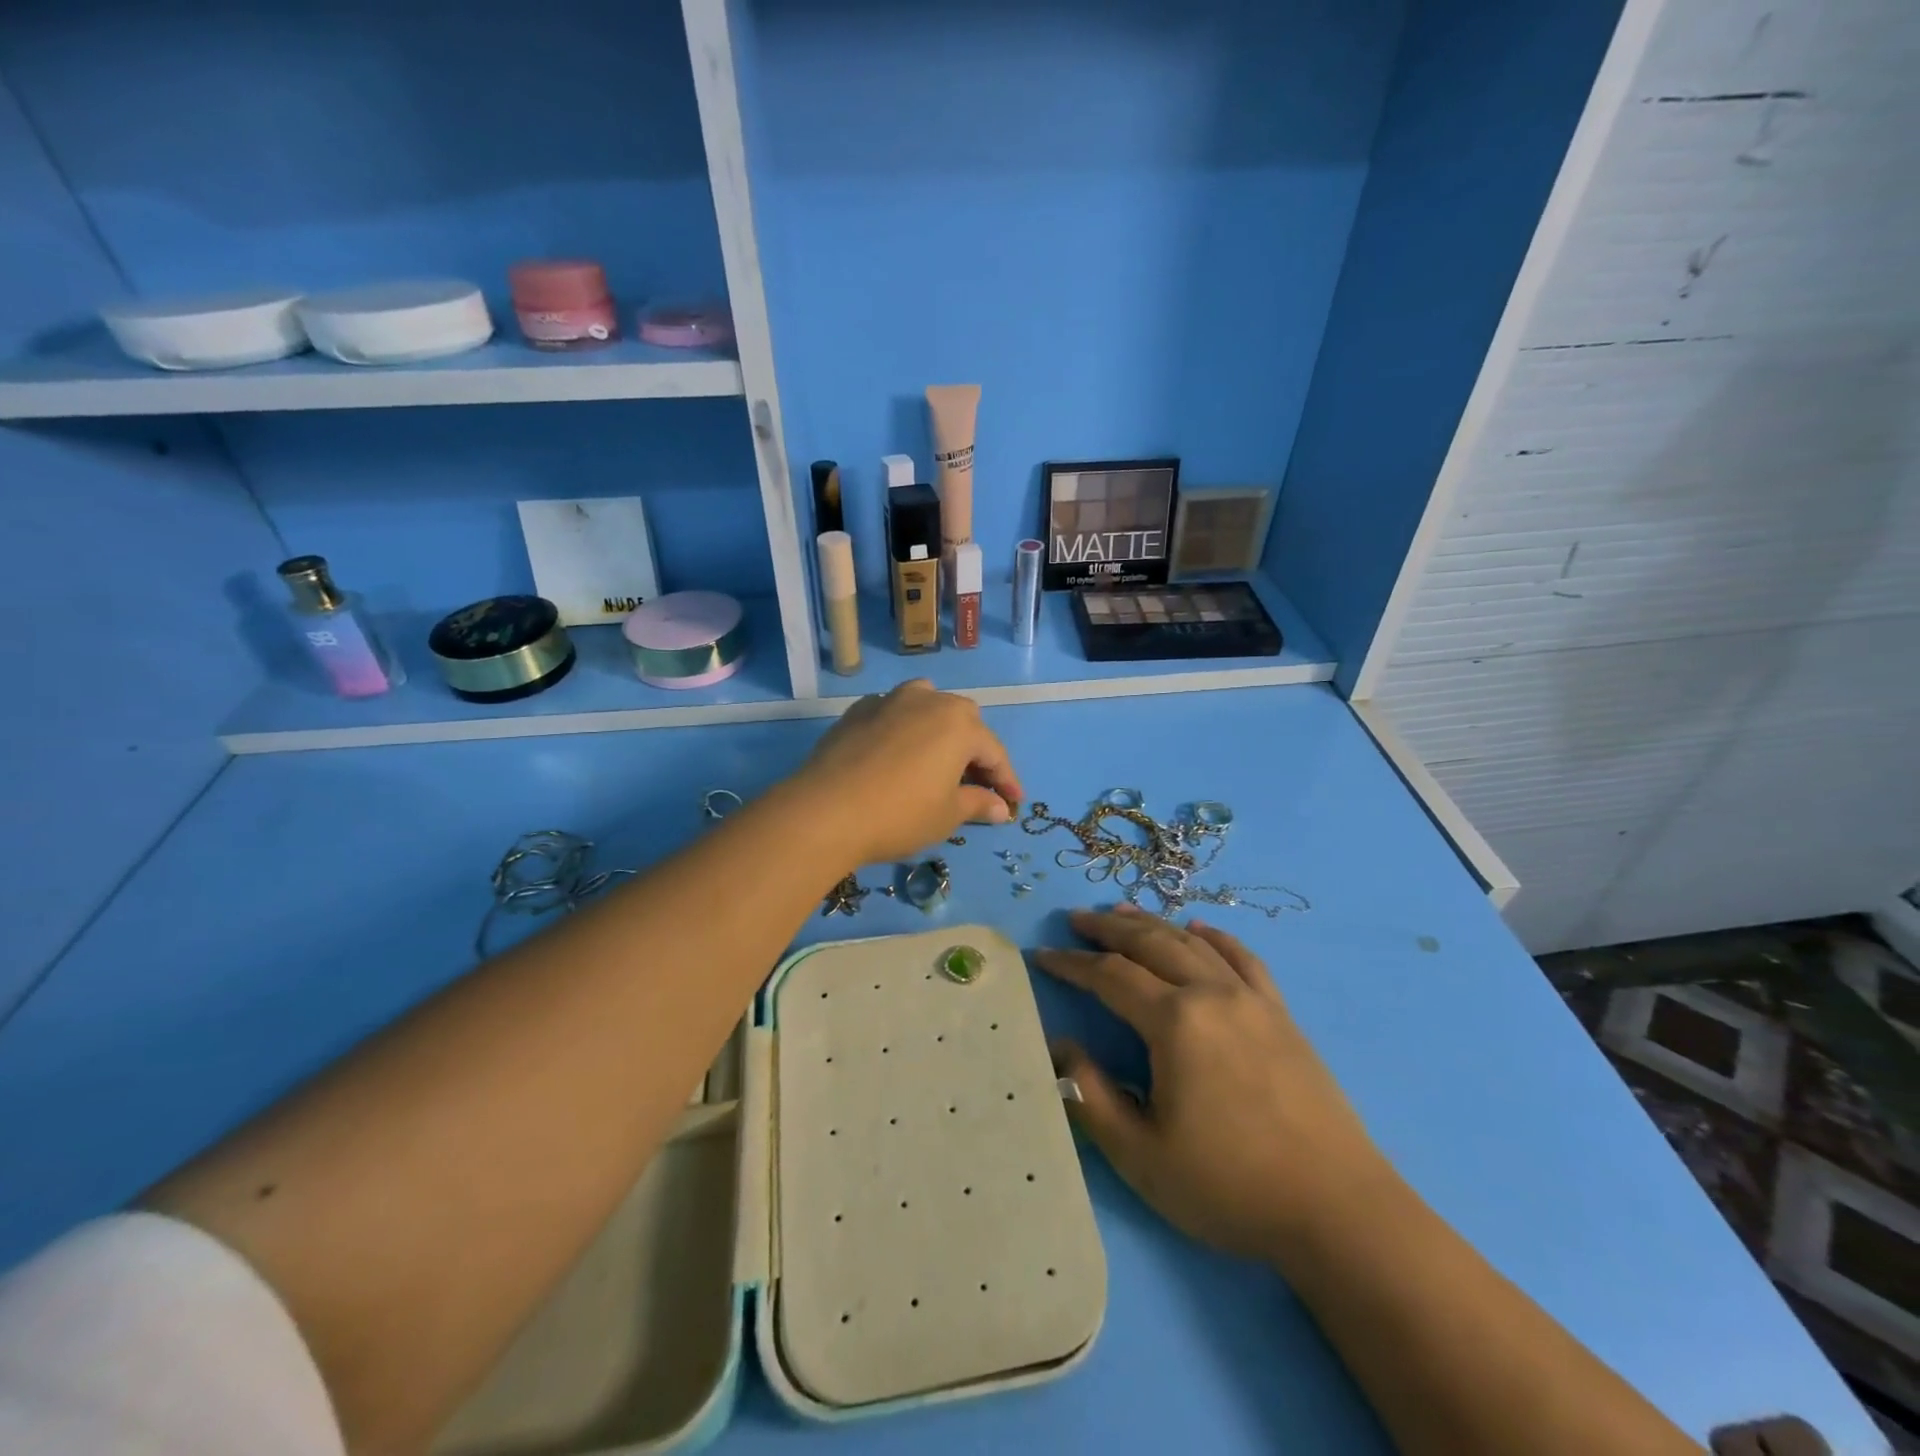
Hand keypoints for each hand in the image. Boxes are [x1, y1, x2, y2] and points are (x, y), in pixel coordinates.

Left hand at [792, 681, 1023, 865]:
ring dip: (938, 729)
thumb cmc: (899, 814)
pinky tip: (897, 753)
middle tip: (975, 783)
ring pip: (927, 705)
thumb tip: (1000, 806)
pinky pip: (893, 713)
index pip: (994, 752)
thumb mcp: (946, 815)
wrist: (826, 810)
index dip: (1006, 780)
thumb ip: (978, 803)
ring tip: (937, 758)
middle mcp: (928, 700)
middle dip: (974, 750)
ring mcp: (890, 700)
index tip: (1013, 802)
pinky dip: (904, 729)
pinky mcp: (858, 710)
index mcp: (959, 724)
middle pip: (963, 721)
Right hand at [1035, 907, 1392, 1265]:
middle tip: (1074, 920)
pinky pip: (1243, 958)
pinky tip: (1200, 928)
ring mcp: (1252, 1000)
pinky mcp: (1281, 1015)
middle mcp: (1212, 993)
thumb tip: (1060, 1047)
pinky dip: (1215, 936)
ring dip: (1152, 923)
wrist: (1338, 1210)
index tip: (1040, 955)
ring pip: (1192, 943)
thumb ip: (1091, 1096)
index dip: (1071, 964)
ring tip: (1121, 911)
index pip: (1110, 976)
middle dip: (1107, 928)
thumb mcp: (1142, 1155)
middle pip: (1150, 943)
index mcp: (1176, 1022)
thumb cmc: (1231, 1186)